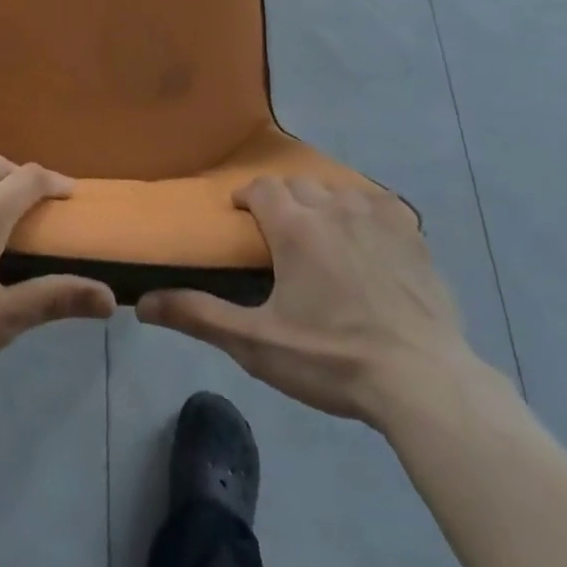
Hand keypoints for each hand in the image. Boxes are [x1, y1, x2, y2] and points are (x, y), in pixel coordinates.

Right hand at [137, 177, 474, 427]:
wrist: (423, 382)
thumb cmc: (333, 360)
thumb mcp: (258, 344)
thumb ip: (200, 316)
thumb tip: (143, 301)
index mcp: (296, 227)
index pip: (262, 187)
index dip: (247, 196)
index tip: (241, 216)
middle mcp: (334, 207)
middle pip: (299, 184)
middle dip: (283, 200)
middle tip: (279, 235)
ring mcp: (378, 216)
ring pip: (338, 190)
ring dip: (322, 203)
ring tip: (320, 236)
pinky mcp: (413, 234)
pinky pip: (379, 204)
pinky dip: (364, 212)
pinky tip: (367, 239)